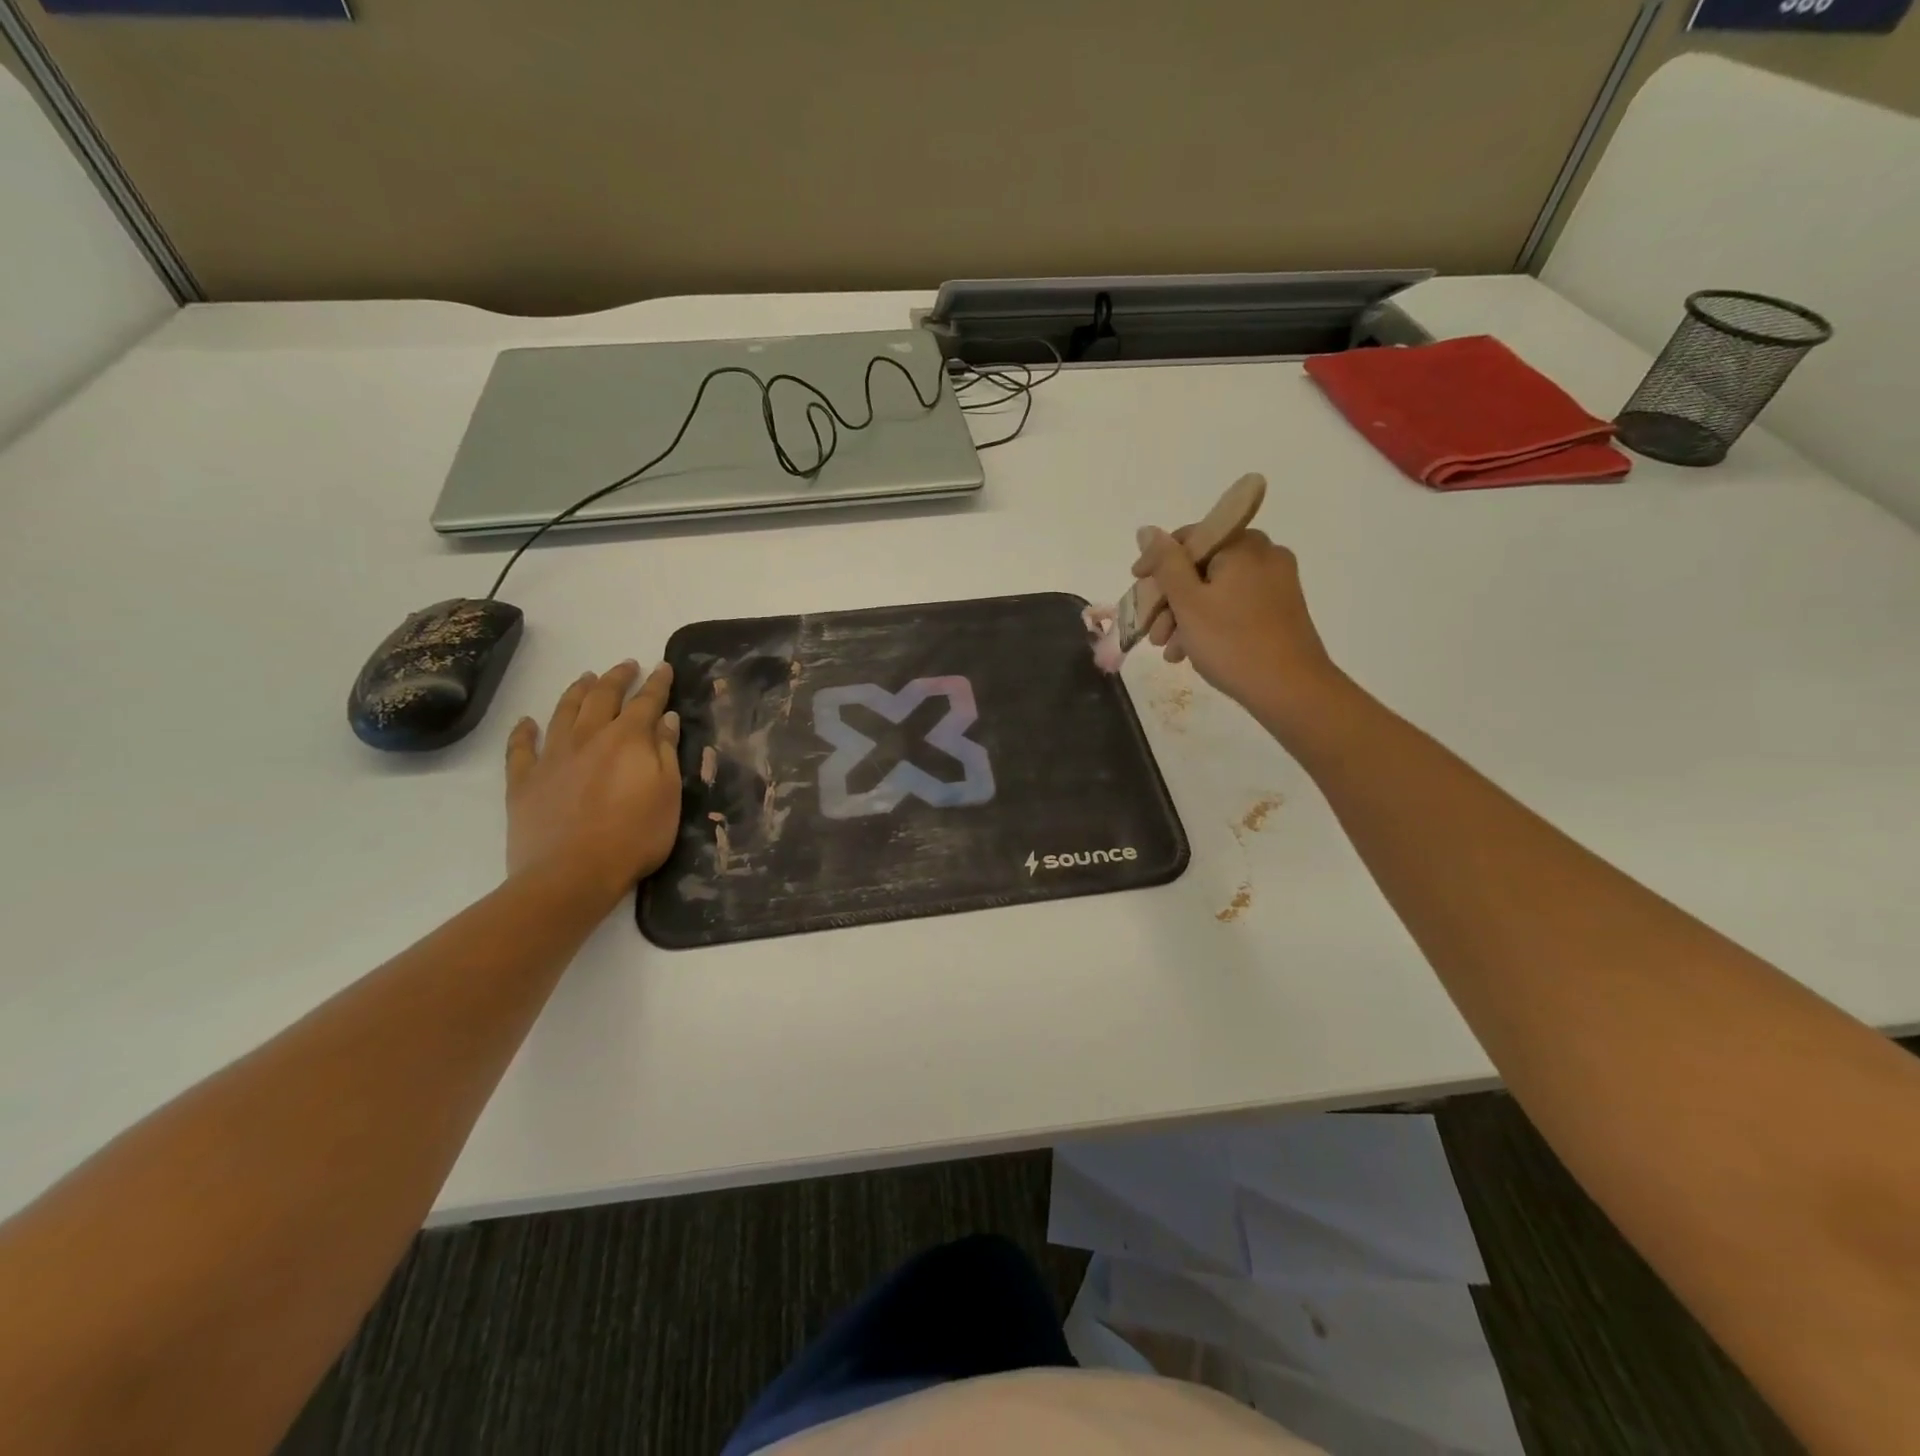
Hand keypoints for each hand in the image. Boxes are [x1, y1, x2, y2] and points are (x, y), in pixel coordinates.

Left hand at [505, 661, 682, 911]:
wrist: (571, 875)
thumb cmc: (634, 837)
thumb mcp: (667, 795)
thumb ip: (666, 753)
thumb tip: (665, 719)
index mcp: (627, 739)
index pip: (646, 701)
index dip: (657, 683)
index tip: (664, 667)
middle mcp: (588, 737)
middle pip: (602, 697)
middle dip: (617, 678)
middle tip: (626, 665)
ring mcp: (552, 757)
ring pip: (563, 712)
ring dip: (576, 691)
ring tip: (586, 678)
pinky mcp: (524, 781)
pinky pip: (520, 748)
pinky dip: (523, 731)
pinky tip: (527, 721)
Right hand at [1132, 526, 1343, 733]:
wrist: (1291, 690)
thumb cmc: (1232, 642)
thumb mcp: (1188, 602)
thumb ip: (1165, 563)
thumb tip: (1147, 530)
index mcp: (1243, 545)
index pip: (1188, 538)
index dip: (1157, 563)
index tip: (1137, 587)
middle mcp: (1264, 555)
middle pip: (1202, 567)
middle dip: (1171, 599)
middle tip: (1152, 632)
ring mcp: (1277, 583)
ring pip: (1217, 590)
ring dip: (1186, 617)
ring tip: (1169, 650)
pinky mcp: (1281, 609)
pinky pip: (1235, 606)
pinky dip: (1211, 623)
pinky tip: (1191, 652)